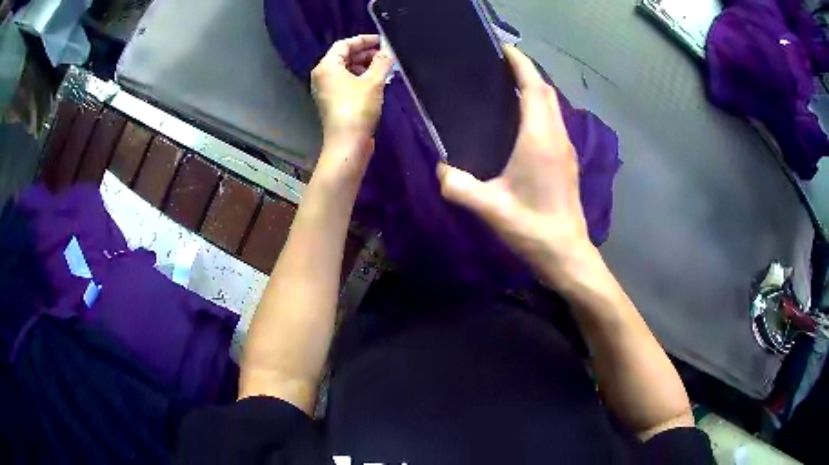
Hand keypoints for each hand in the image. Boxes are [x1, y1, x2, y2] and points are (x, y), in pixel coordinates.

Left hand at [311, 35, 392, 182]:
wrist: (347, 143)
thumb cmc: (357, 108)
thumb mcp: (373, 82)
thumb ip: (382, 63)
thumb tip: (387, 53)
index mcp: (327, 67)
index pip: (344, 45)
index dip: (364, 40)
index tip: (382, 41)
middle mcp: (323, 76)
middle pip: (344, 57)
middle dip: (365, 54)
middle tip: (386, 55)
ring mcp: (326, 90)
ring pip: (346, 71)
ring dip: (365, 67)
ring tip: (384, 69)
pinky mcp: (333, 102)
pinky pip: (346, 83)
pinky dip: (360, 79)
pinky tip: (376, 83)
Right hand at [437, 46, 592, 285]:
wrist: (567, 253)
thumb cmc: (532, 228)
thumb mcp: (489, 208)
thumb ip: (457, 186)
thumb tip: (440, 169)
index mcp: (539, 139)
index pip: (534, 87)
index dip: (521, 64)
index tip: (503, 49)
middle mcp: (557, 136)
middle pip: (546, 92)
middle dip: (526, 72)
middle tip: (498, 66)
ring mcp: (566, 148)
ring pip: (553, 106)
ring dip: (534, 90)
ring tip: (506, 87)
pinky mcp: (568, 161)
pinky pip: (554, 121)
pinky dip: (539, 109)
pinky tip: (520, 121)